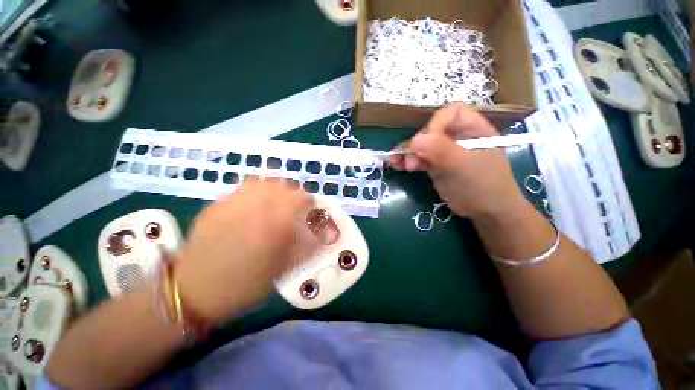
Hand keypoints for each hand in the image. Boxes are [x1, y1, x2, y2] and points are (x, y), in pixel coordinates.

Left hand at [174, 180, 318, 323]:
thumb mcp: (281, 270)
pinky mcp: (216, 206)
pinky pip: (240, 189)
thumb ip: (303, 248)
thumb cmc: (244, 285)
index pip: (299, 199)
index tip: (310, 207)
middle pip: (280, 185)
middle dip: (291, 192)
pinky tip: (253, 204)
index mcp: (272, 224)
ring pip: (259, 182)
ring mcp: (232, 204)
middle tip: (293, 204)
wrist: (194, 292)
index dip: (308, 200)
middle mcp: (254, 208)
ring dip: (272, 188)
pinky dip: (253, 191)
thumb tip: (320, 235)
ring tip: (274, 199)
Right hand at [390, 102, 524, 218]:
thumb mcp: (464, 166)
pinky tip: (396, 165)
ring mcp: (445, 151)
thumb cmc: (482, 186)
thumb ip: (441, 150)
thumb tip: (414, 140)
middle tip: (412, 161)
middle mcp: (458, 136)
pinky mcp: (436, 165)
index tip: (427, 144)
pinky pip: (418, 158)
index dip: (436, 125)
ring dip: (407, 152)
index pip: (450, 113)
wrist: (485, 213)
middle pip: (431, 130)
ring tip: (395, 161)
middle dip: (418, 144)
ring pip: (421, 145)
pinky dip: (407, 161)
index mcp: (473, 129)